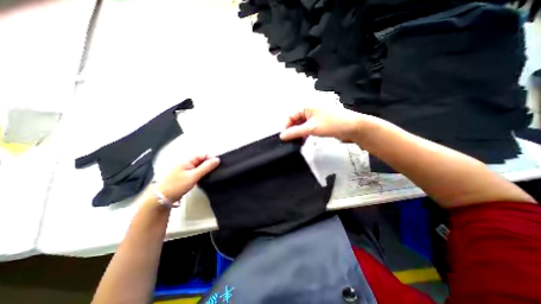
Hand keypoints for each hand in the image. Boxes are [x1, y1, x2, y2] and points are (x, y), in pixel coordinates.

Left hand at [154, 155, 216, 202]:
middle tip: (216, 171)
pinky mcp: (186, 176)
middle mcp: (187, 163)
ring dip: (206, 169)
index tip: (218, 165)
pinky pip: (197, 172)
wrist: (162, 198)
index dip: (211, 158)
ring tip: (212, 175)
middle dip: (209, 164)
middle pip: (202, 160)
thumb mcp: (193, 176)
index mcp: (187, 160)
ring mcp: (186, 169)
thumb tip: (218, 159)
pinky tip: (205, 178)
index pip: (203, 154)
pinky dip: (202, 174)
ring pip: (200, 166)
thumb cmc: (177, 185)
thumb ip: (206, 167)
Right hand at [281, 107, 364, 142]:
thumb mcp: (311, 128)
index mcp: (306, 107)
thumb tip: (282, 136)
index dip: (286, 127)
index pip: (290, 116)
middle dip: (292, 131)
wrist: (353, 128)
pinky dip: (304, 134)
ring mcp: (315, 117)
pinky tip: (303, 141)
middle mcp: (309, 110)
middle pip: (295, 121)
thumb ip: (295, 132)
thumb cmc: (332, 124)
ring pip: (301, 125)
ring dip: (298, 133)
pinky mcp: (319, 124)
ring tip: (295, 142)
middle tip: (290, 142)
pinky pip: (308, 129)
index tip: (284, 138)